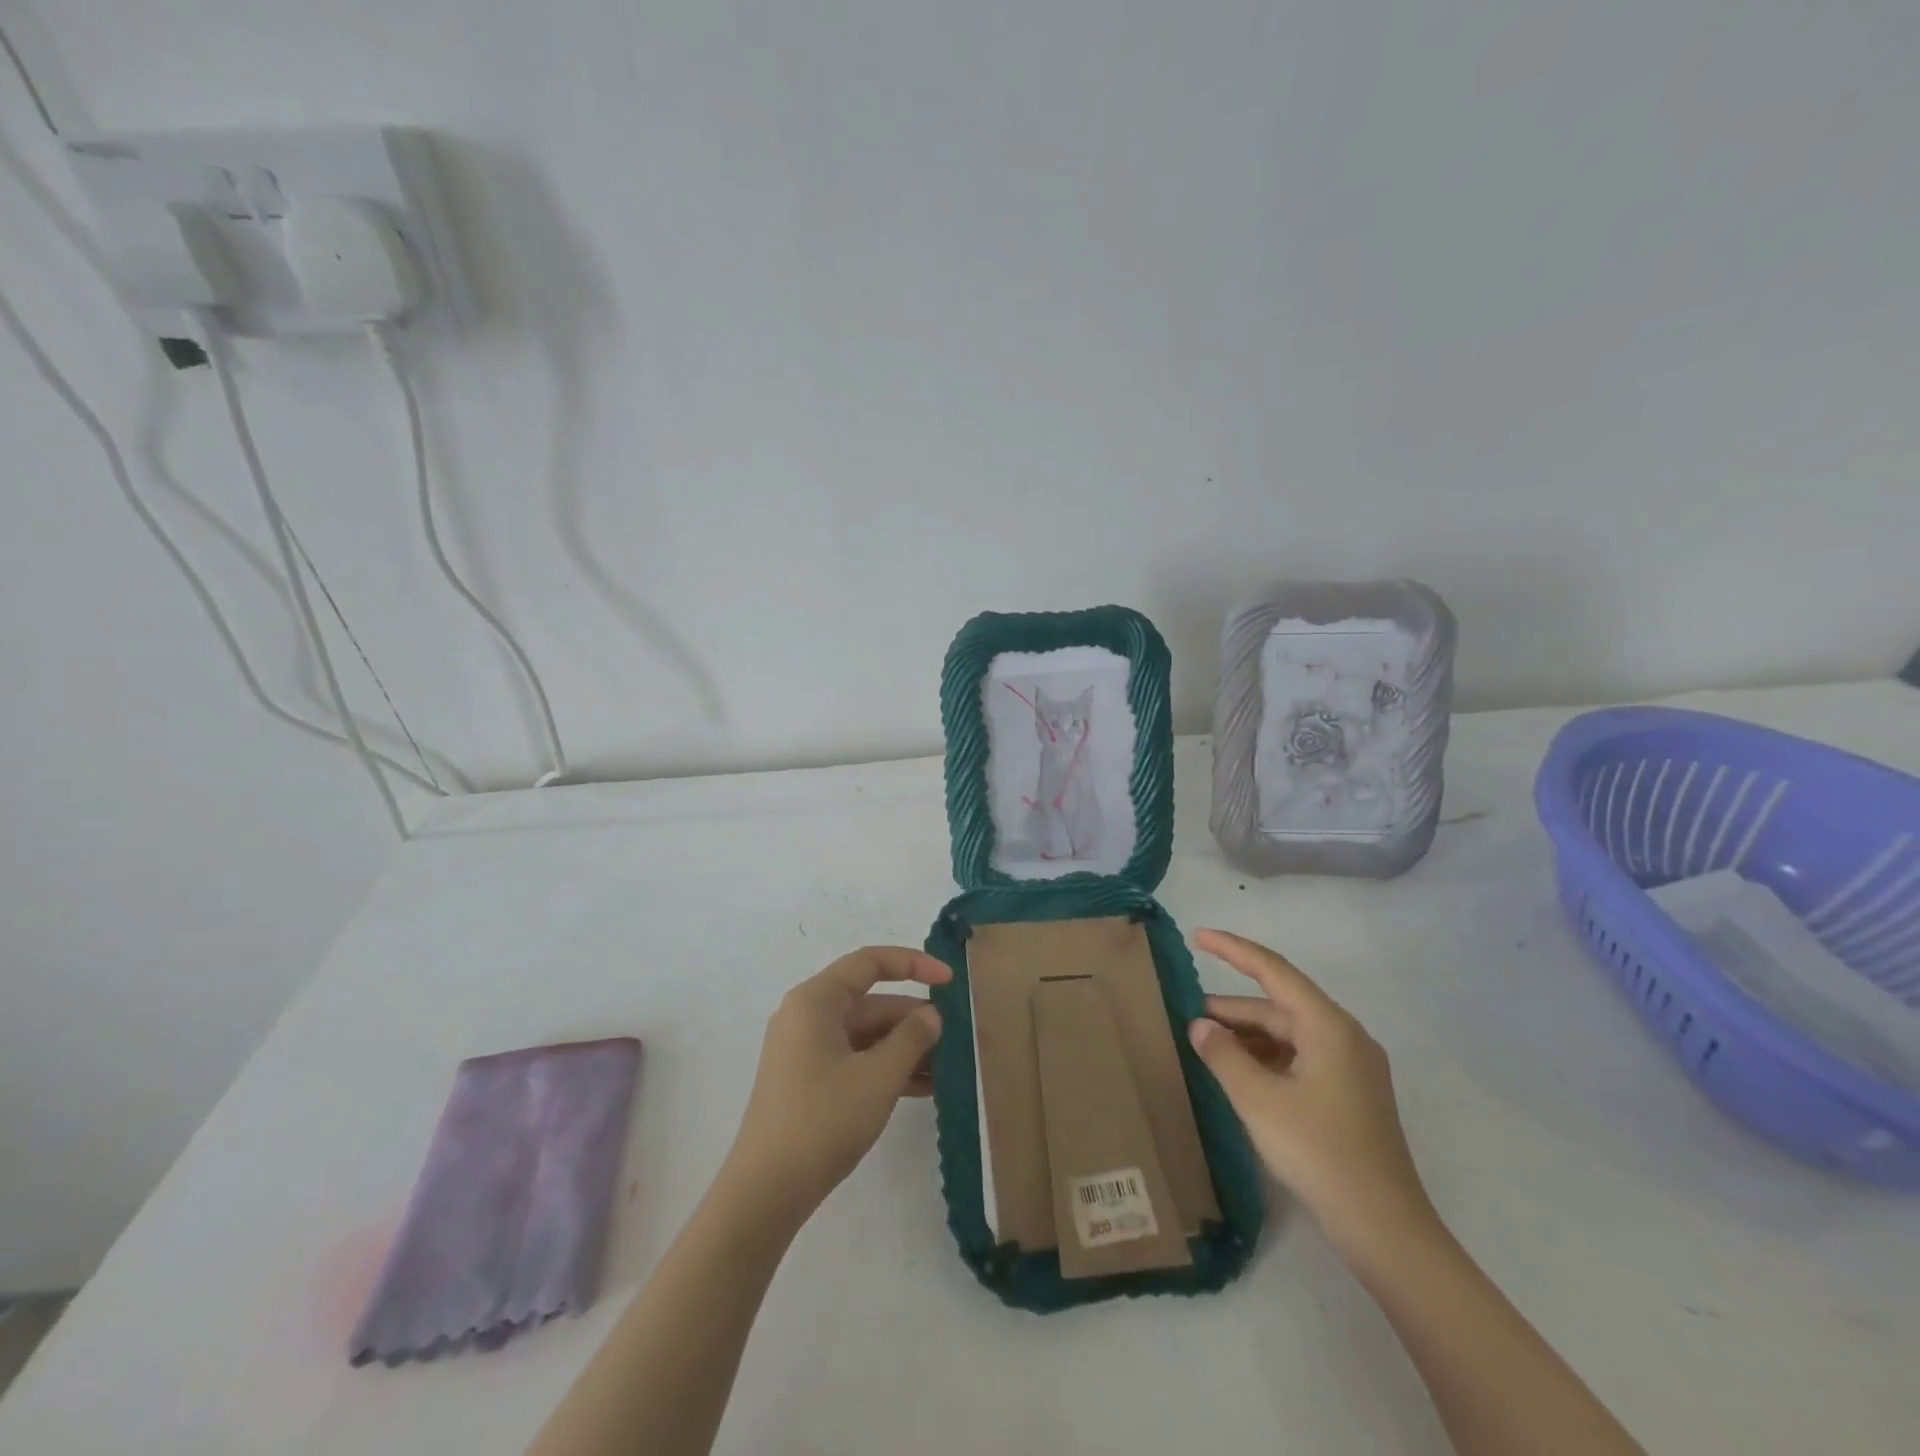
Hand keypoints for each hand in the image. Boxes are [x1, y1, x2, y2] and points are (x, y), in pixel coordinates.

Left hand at [722, 947, 949, 1223]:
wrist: (766, 1192)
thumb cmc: (823, 1120)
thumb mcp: (878, 1077)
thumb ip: (912, 1038)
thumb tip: (931, 1015)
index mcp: (816, 1000)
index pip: (869, 962)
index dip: (913, 964)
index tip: (950, 980)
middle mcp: (808, 1016)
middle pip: (870, 1002)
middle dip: (914, 1019)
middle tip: (955, 1037)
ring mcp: (806, 1049)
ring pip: (866, 1034)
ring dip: (905, 1047)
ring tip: (948, 1067)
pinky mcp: (808, 1079)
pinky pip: (855, 1059)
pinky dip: (886, 1067)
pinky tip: (924, 1088)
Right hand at [1187, 929, 1438, 1264]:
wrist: (1385, 1229)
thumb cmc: (1319, 1152)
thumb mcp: (1258, 1100)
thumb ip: (1224, 1055)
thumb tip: (1200, 1025)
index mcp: (1328, 1027)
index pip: (1273, 971)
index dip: (1233, 950)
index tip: (1197, 937)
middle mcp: (1344, 1037)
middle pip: (1279, 1006)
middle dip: (1233, 1008)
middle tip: (1186, 1013)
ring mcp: (1351, 1067)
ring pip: (1288, 1034)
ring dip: (1247, 1036)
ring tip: (1205, 1044)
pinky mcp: (1350, 1095)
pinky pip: (1299, 1058)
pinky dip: (1266, 1058)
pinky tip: (1238, 1073)